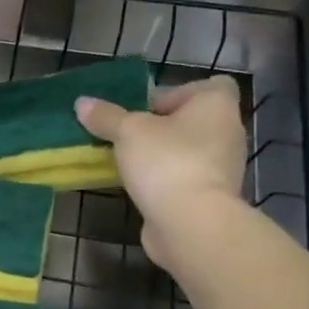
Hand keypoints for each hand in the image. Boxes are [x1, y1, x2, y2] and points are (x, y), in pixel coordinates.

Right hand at [74, 76, 247, 270]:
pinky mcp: (210, 197)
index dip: (179, 93)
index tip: (149, 108)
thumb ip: (106, 116)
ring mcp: (222, 168)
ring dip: (161, 154)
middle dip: (161, 126)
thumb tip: (82, 102)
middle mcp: (227, 133)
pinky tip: (138, 186)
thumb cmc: (166, 161)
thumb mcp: (127, 131)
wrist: (190, 223)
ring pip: (188, 151)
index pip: (211, 86)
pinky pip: (184, 177)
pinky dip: (165, 179)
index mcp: (217, 106)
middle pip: (193, 120)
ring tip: (127, 161)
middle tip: (128, 134)